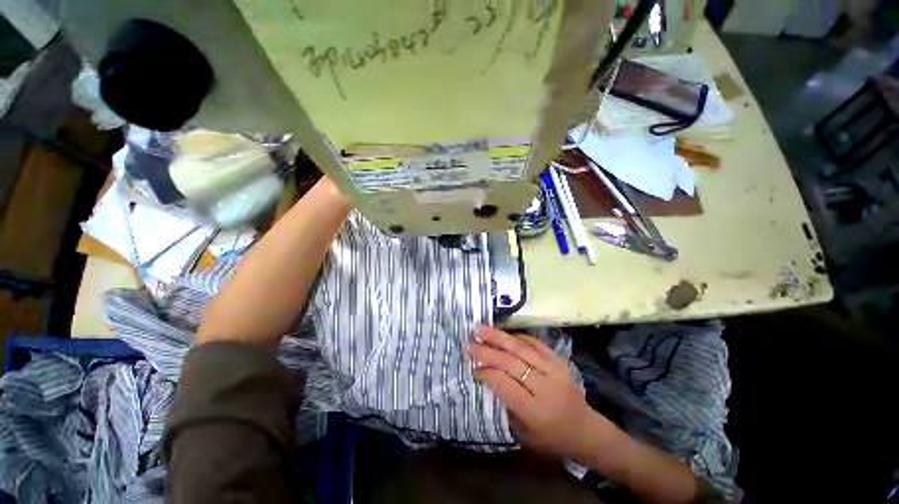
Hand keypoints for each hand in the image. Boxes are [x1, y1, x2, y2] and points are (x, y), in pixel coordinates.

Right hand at [469, 325, 616, 465]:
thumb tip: (487, 375)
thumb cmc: (551, 438)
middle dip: (487, 351)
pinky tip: (504, 333)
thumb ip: (505, 404)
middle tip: (469, 342)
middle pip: (511, 362)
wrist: (586, 431)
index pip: (505, 383)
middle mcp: (545, 387)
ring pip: (521, 348)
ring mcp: (554, 370)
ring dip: (498, 336)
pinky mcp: (559, 361)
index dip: (486, 373)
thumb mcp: (524, 434)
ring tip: (481, 328)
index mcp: (535, 410)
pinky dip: (517, 337)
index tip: (472, 367)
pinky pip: (535, 343)